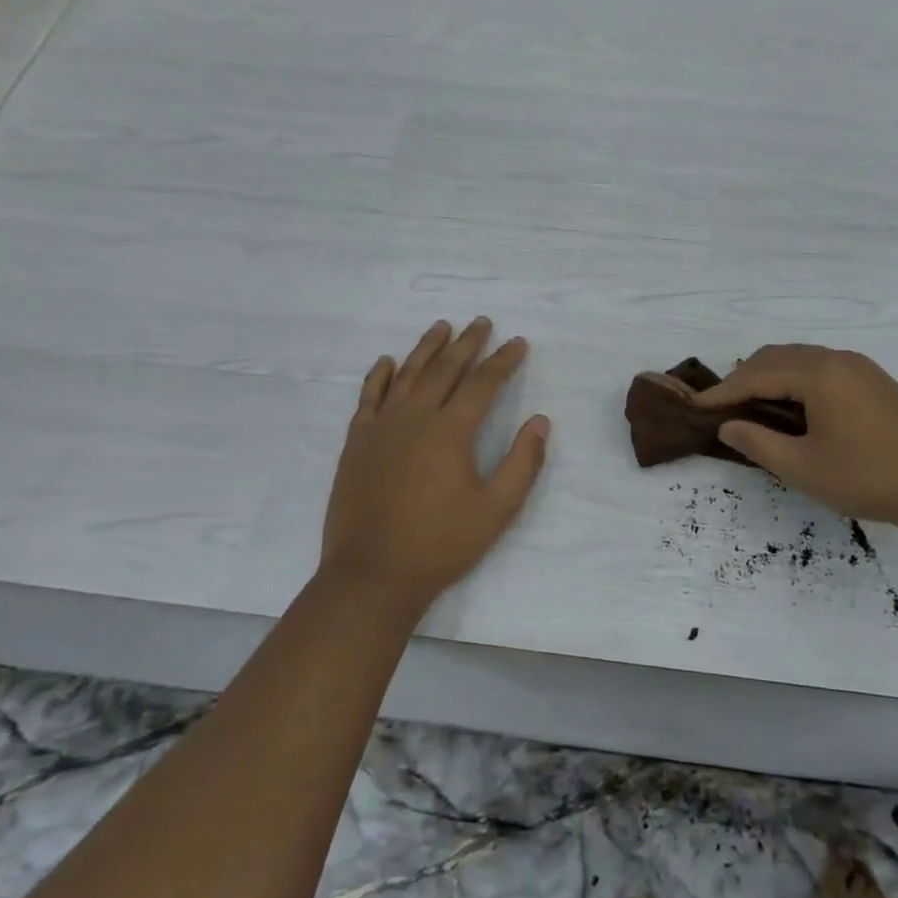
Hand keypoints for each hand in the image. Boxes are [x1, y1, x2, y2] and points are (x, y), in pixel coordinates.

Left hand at [321, 319, 549, 614]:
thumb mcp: (496, 510)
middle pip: (445, 368)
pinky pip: (369, 397)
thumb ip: (523, 463)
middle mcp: (415, 417)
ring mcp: (381, 427)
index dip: (503, 360)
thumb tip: (540, 420)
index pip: (483, 383)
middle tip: (482, 322)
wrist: (371, 575)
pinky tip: (388, 361)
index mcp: (451, 431)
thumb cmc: (440, 544)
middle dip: (468, 343)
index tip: (517, 342)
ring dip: (427, 347)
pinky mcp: (357, 442)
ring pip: (407, 374)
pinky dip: (380, 375)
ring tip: (442, 326)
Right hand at [695, 345, 897, 535]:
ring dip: (770, 377)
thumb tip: (728, 426)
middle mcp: (836, 358)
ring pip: (800, 359)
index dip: (723, 392)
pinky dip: (795, 380)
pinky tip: (793, 408)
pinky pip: (821, 368)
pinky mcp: (874, 381)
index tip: (696, 407)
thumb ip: (759, 443)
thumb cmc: (869, 476)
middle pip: (776, 357)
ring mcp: (859, 367)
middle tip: (722, 408)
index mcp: (817, 373)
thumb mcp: (804, 467)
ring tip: (751, 407)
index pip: (756, 374)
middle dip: (744, 378)